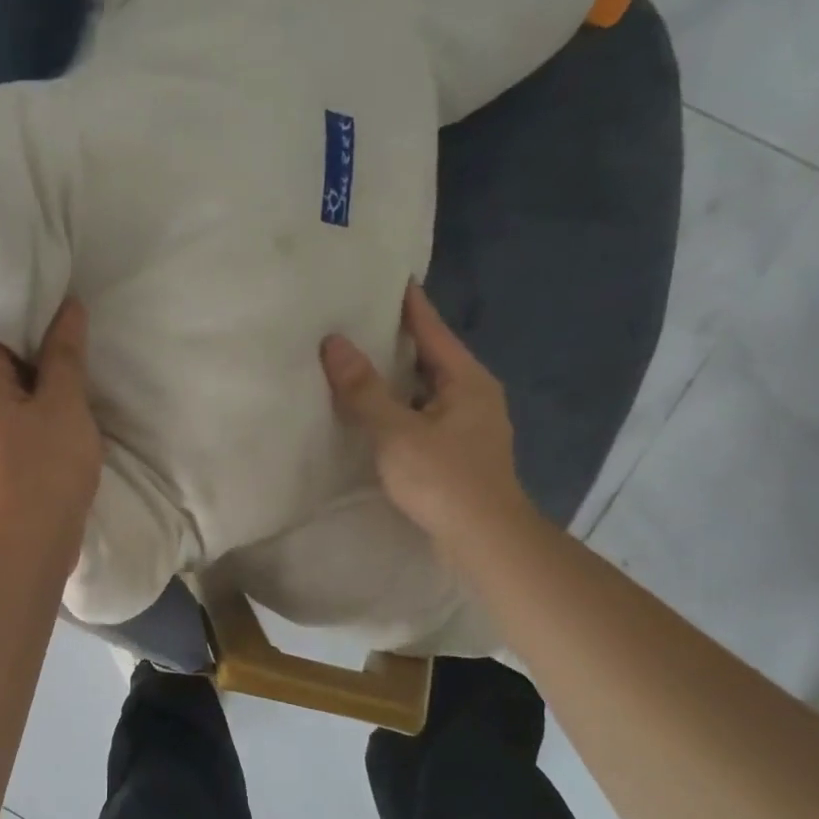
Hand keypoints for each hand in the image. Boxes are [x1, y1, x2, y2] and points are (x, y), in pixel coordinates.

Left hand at [0, 298, 103, 565]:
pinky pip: (11, 418)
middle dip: (31, 345)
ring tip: (68, 362)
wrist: (30, 542)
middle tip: (68, 329)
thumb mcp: (64, 403)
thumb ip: (64, 353)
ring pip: (6, 391)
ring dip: (35, 379)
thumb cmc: (47, 466)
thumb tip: (68, 305)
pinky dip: (32, 407)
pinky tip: (59, 404)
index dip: (23, 312)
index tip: (54, 301)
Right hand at [320, 282, 532, 558]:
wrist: (485, 540)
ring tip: (359, 363)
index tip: (390, 279)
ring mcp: (470, 426)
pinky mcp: (460, 453)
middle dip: (399, 341)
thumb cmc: (444, 479)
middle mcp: (475, 396)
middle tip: (360, 321)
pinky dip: (401, 408)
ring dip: (397, 378)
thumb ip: (364, 389)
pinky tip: (376, 413)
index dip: (410, 305)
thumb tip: (334, 344)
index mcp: (467, 380)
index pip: (433, 330)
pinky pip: (424, 416)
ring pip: (427, 390)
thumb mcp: (397, 431)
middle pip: (432, 358)